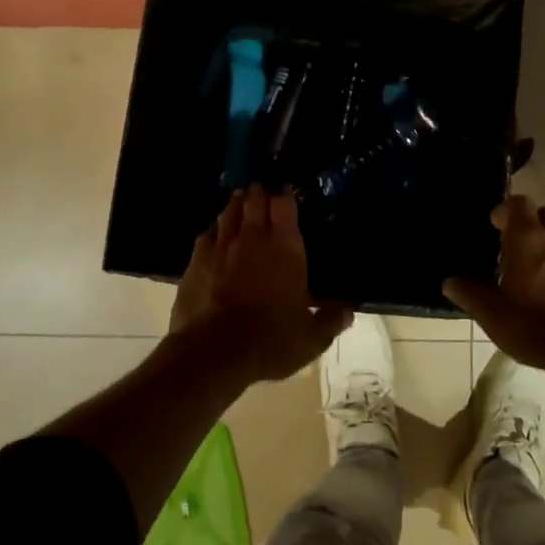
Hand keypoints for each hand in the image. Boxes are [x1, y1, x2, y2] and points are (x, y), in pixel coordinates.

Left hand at [170, 186, 351, 383]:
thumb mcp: (310, 337)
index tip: (286, 191)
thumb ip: (330, 320)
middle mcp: (253, 238)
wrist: (215, 352)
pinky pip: (206, 236)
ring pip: (228, 213)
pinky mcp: (196, 262)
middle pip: (254, 202)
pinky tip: (214, 233)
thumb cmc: (271, 340)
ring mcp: (220, 247)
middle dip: (259, 194)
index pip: (284, 206)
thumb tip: (349, 311)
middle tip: (261, 191)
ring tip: (239, 200)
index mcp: (285, 247)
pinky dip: (213, 230)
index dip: (285, 195)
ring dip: (236, 205)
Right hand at [442, 197, 544, 374]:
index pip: (518, 203)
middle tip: (518, 249)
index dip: (506, 211)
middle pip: (544, 216)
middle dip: (532, 226)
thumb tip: (450, 281)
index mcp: (529, 237)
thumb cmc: (536, 326)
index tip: (497, 226)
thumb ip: (471, 294)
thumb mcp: (494, 315)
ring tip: (543, 268)